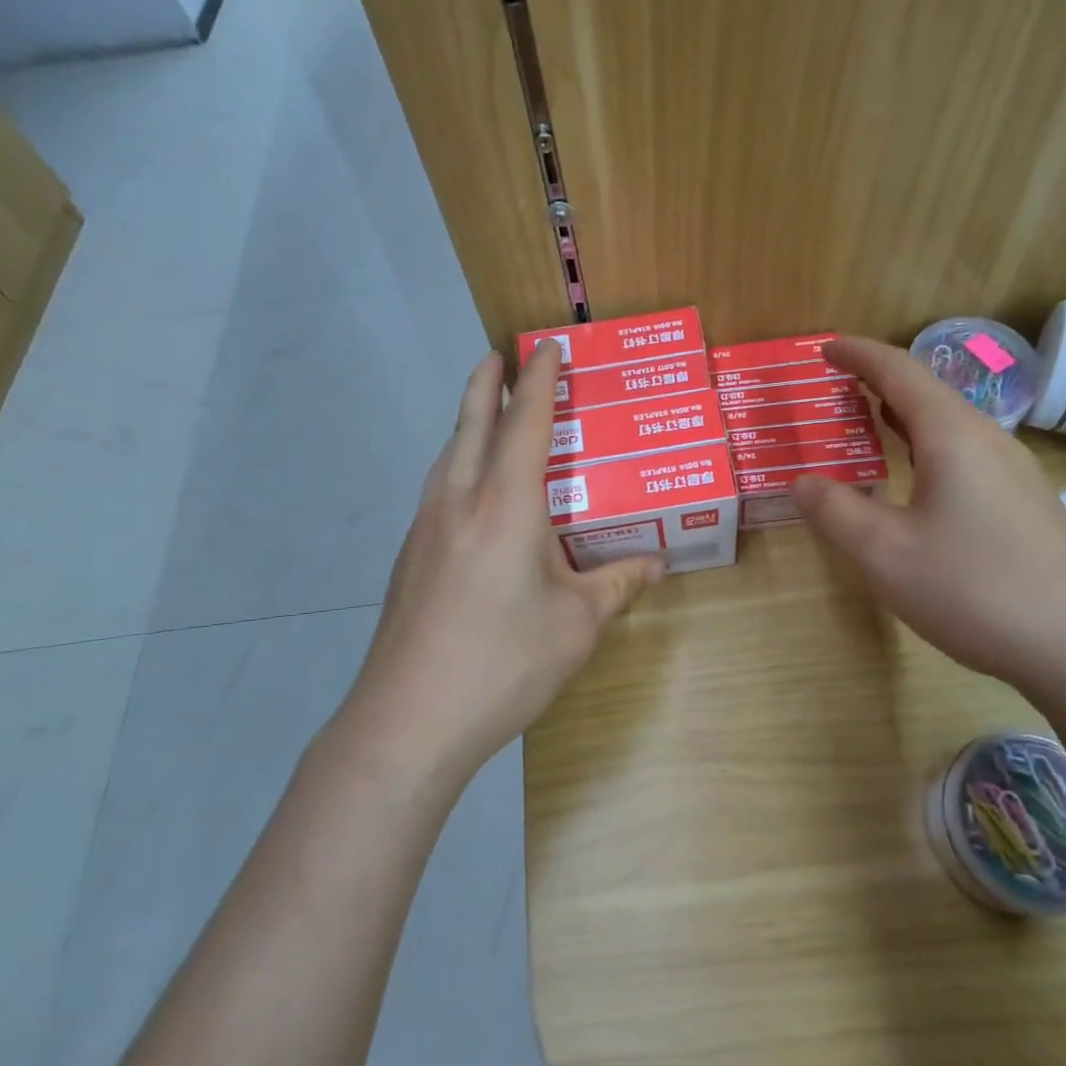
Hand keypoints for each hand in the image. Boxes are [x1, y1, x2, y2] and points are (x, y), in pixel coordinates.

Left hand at [338, 343, 661, 784]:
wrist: (409, 719)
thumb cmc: (504, 662)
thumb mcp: (577, 625)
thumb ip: (618, 585)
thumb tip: (657, 564)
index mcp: (507, 505)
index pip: (526, 422)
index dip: (540, 379)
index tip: (548, 346)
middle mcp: (461, 500)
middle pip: (471, 422)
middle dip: (488, 382)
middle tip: (501, 355)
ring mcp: (427, 527)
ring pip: (448, 453)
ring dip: (468, 422)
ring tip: (487, 413)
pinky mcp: (411, 556)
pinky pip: (439, 487)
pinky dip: (458, 463)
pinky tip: (471, 492)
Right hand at [792, 336, 1065, 689]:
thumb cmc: (974, 589)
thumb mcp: (884, 553)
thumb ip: (835, 511)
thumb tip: (803, 481)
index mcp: (952, 435)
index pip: (899, 371)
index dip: (859, 354)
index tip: (824, 347)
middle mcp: (988, 440)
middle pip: (928, 392)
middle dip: (879, 383)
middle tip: (837, 387)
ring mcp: (1015, 472)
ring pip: (950, 426)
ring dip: (905, 417)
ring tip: (870, 424)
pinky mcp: (1027, 504)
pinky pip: (966, 454)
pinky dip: (927, 447)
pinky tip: (918, 481)